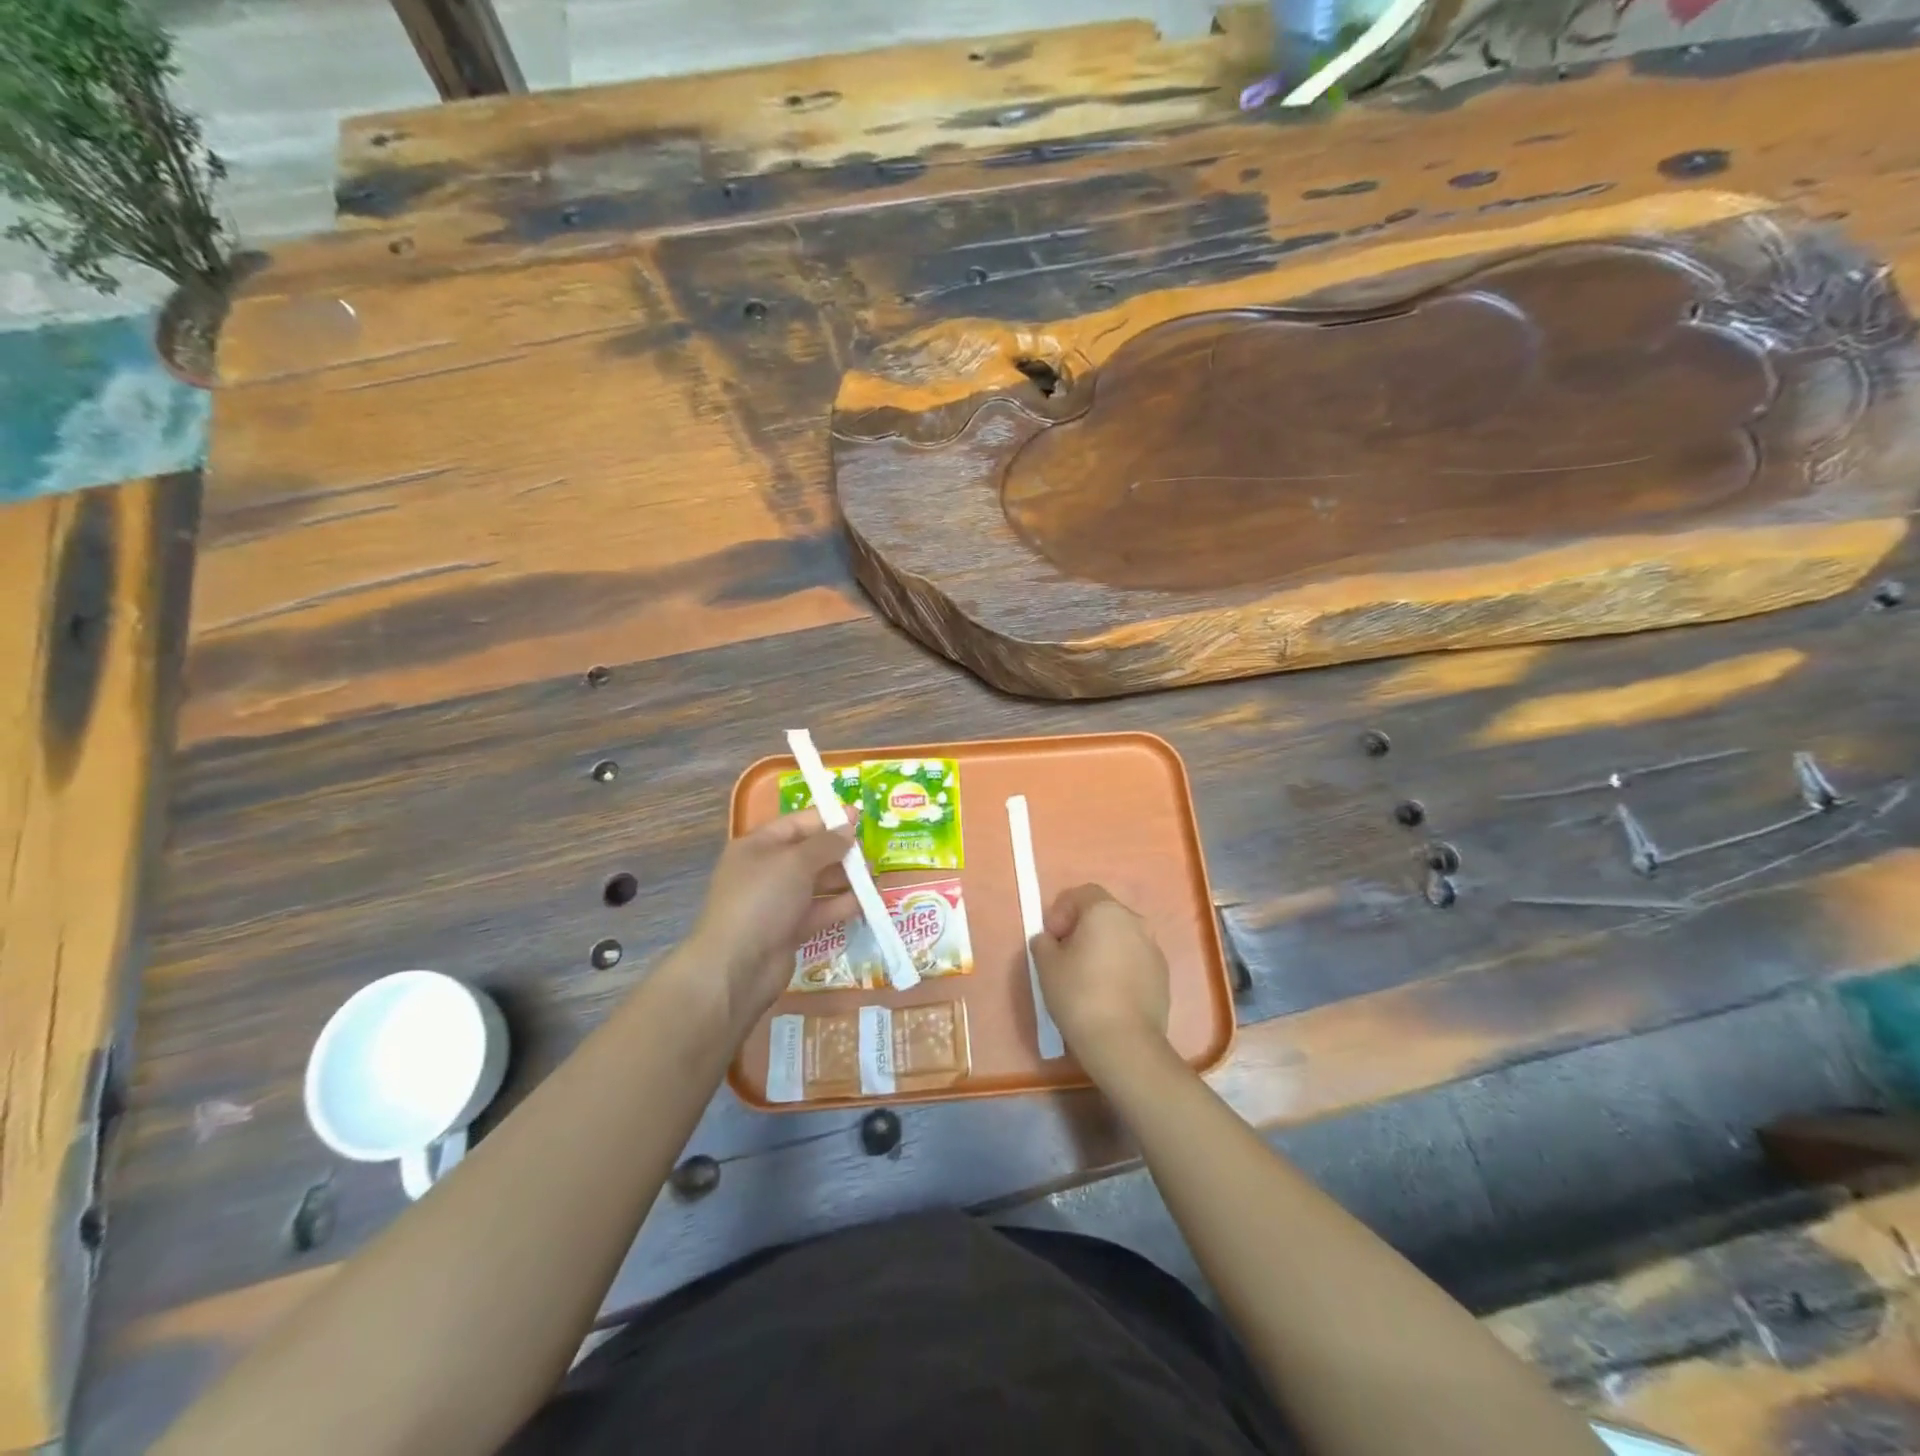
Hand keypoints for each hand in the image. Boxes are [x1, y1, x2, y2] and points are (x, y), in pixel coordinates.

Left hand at [690, 809, 856, 1025]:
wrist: (736, 967)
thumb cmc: (762, 900)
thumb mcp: (795, 862)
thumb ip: (826, 844)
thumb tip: (848, 828)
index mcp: (758, 846)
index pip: (796, 824)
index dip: (827, 819)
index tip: (859, 817)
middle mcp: (767, 871)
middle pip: (809, 853)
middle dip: (839, 851)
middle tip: (870, 851)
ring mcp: (778, 902)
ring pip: (817, 883)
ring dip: (845, 879)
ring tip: (874, 876)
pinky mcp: (790, 930)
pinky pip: (820, 910)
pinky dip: (841, 905)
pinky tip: (866, 902)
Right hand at [1030, 884, 1170, 1081]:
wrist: (1124, 1043)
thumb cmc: (1079, 995)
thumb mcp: (1046, 966)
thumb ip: (1044, 942)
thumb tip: (1050, 940)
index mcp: (1106, 911)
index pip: (1081, 894)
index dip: (1061, 911)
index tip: (1051, 938)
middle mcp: (1135, 921)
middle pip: (1103, 914)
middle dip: (1082, 928)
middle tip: (1065, 956)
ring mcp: (1154, 948)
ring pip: (1121, 937)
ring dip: (1103, 948)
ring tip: (1086, 978)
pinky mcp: (1163, 975)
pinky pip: (1135, 960)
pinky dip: (1120, 967)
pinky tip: (1107, 994)